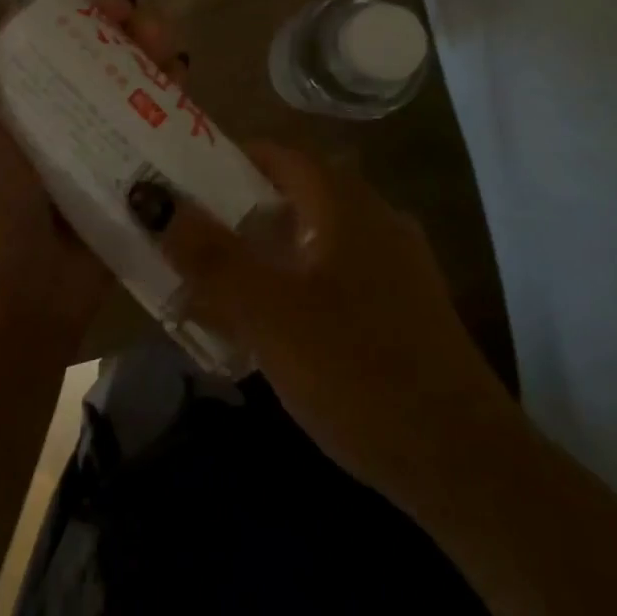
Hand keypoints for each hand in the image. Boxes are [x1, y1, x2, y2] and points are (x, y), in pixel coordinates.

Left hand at [0, 0, 185, 349]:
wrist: (17, 299)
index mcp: (4, 95)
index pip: (37, 31)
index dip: (63, 4)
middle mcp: (48, 110)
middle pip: (90, 49)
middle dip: (118, 25)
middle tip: (136, 16)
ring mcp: (91, 140)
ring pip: (127, 79)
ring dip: (150, 52)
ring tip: (165, 44)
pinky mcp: (127, 168)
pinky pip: (154, 121)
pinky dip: (171, 96)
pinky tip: (184, 80)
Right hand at [149, 143, 519, 503]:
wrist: (463, 461)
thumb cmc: (358, 370)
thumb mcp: (270, 314)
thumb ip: (210, 256)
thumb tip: (153, 198)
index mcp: (345, 202)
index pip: (278, 154)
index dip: (227, 158)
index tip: (181, 180)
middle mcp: (374, 217)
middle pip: (293, 194)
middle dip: (238, 210)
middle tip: (188, 234)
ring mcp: (395, 262)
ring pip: (314, 237)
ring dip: (266, 250)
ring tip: (217, 280)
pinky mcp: (403, 305)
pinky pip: (336, 274)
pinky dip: (297, 282)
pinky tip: (272, 326)